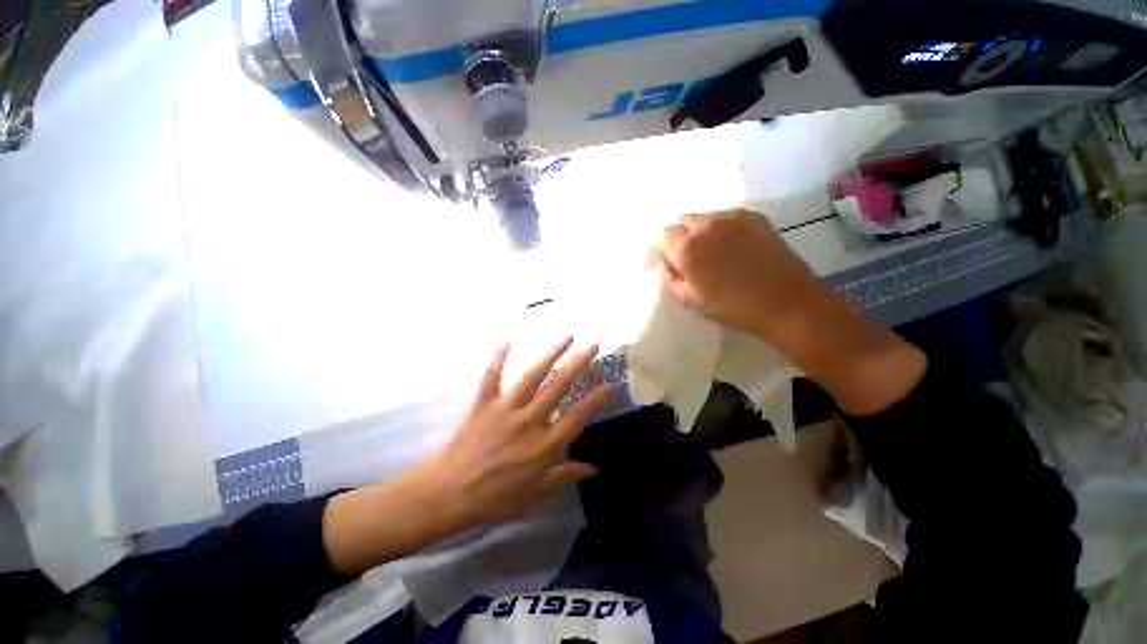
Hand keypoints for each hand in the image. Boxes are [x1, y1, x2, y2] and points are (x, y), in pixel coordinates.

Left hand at [425, 337, 613, 529]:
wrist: (448, 495)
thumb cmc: (494, 499)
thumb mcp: (534, 495)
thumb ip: (564, 476)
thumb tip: (593, 469)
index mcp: (544, 446)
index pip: (577, 416)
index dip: (595, 399)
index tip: (610, 384)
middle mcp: (529, 421)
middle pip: (559, 387)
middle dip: (579, 363)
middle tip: (594, 345)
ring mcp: (505, 409)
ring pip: (533, 376)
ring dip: (551, 353)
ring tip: (567, 336)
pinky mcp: (484, 404)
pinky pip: (492, 376)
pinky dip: (499, 356)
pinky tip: (508, 337)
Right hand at [652, 210, 926, 416]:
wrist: (787, 302)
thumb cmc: (732, 307)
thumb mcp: (689, 299)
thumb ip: (667, 279)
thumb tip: (662, 264)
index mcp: (687, 246)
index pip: (660, 236)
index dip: (655, 250)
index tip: (655, 265)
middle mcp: (707, 224)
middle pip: (680, 224)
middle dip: (674, 240)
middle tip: (679, 261)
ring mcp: (732, 217)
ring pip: (702, 219)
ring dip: (695, 234)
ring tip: (703, 255)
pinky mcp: (753, 217)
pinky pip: (724, 218)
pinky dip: (716, 230)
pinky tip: (725, 248)